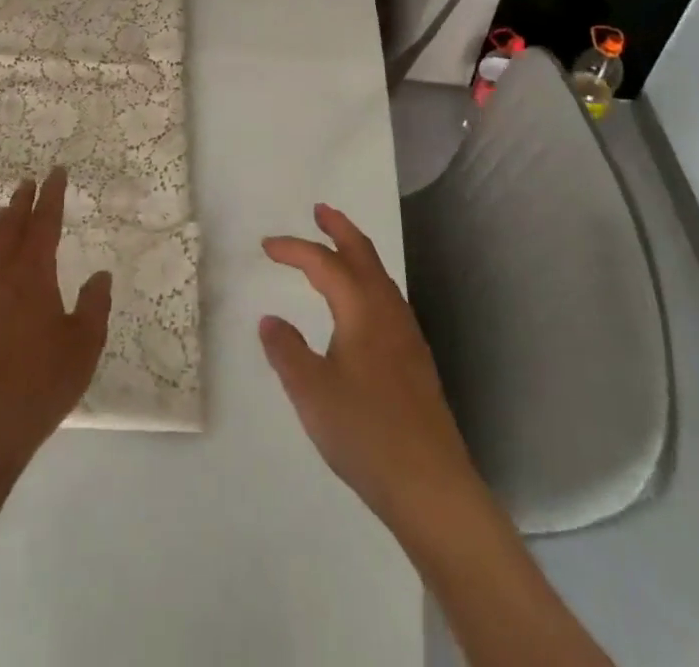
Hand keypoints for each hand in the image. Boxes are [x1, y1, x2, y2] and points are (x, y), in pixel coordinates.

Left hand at [0, 168, 111, 472]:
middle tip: (28, 182)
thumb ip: (94, 304)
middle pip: (11, 230)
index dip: (51, 197)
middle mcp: (4, 279)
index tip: (56, 172)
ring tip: (4, 213)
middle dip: (21, 204)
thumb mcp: (86, 342)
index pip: (44, 224)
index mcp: (34, 276)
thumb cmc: (46, 379)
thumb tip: (100, 275)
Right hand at [260, 203, 477, 530]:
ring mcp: (407, 334)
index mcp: (361, 309)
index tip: (266, 246)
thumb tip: (271, 319)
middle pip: (363, 254)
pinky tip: (360, 305)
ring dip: (356, 252)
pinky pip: (387, 298)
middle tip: (319, 210)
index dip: (294, 249)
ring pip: (379, 275)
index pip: (324, 263)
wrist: (432, 486)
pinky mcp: (415, 359)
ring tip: (336, 248)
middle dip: (339, 228)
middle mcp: (388, 310)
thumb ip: (286, 351)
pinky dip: (367, 280)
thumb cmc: (366, 433)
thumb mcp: (311, 392)